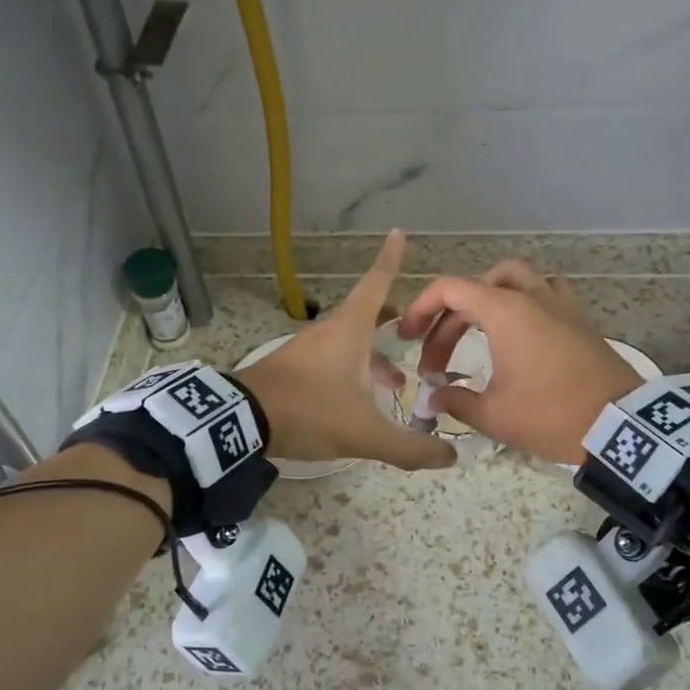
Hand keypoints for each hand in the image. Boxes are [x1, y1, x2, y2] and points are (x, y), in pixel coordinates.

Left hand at [232, 231, 455, 471]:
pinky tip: (358, 400)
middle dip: (393, 320)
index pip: (376, 284)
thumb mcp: (365, 434)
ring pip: (350, 342)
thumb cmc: (309, 412)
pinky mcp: (292, 368)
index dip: (390, 259)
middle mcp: (329, 332)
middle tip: (415, 332)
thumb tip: (449, 458)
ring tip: (396, 384)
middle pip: (366, 314)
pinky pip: (332, 360)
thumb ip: (409, 447)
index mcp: (349, 331)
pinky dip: (353, 370)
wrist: (240, 421)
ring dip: (375, 356)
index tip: (397, 232)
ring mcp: (306, 349)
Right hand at [396, 259, 642, 462]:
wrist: (621, 425)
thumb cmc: (551, 414)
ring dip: (487, 297)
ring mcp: (560, 303)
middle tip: (437, 357)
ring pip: (514, 278)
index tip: (407, 337)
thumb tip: (434, 397)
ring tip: (475, 329)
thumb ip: (456, 401)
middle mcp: (531, 296)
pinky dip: (522, 301)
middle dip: (449, 318)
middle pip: (476, 287)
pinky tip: (518, 331)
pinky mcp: (579, 318)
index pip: (449, 288)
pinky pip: (544, 291)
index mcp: (505, 310)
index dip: (420, 308)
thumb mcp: (494, 415)